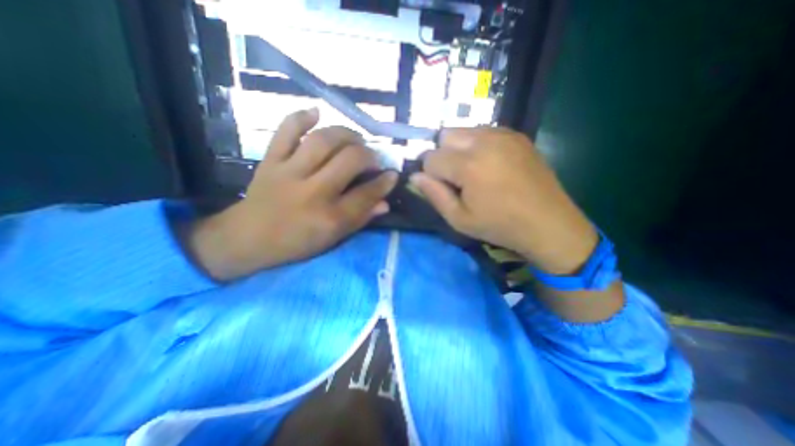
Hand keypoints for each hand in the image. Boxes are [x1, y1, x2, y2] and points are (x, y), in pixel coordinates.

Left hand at [186, 108, 397, 279]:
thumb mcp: (333, 238)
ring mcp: (289, 172)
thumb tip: (385, 202)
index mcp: (330, 218)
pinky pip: (285, 131)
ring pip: (323, 141)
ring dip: (346, 134)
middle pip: (350, 160)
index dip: (385, 182)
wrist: (248, 238)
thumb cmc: (297, 243)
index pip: (367, 194)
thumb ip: (361, 219)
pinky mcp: (271, 161)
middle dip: (369, 155)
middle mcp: (313, 192)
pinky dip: (300, 117)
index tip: (393, 174)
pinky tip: (316, 113)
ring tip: (355, 139)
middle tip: (373, 158)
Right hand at [409, 126, 596, 273]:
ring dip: (458, 149)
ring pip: (463, 131)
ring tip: (473, 171)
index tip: (444, 188)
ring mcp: (503, 134)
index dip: (431, 174)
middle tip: (456, 178)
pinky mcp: (516, 135)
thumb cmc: (500, 226)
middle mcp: (484, 141)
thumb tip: (415, 176)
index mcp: (469, 165)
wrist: (548, 223)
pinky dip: (477, 145)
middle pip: (445, 136)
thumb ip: (434, 195)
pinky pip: (483, 131)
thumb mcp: (459, 219)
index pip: (430, 158)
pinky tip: (489, 164)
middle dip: (443, 156)